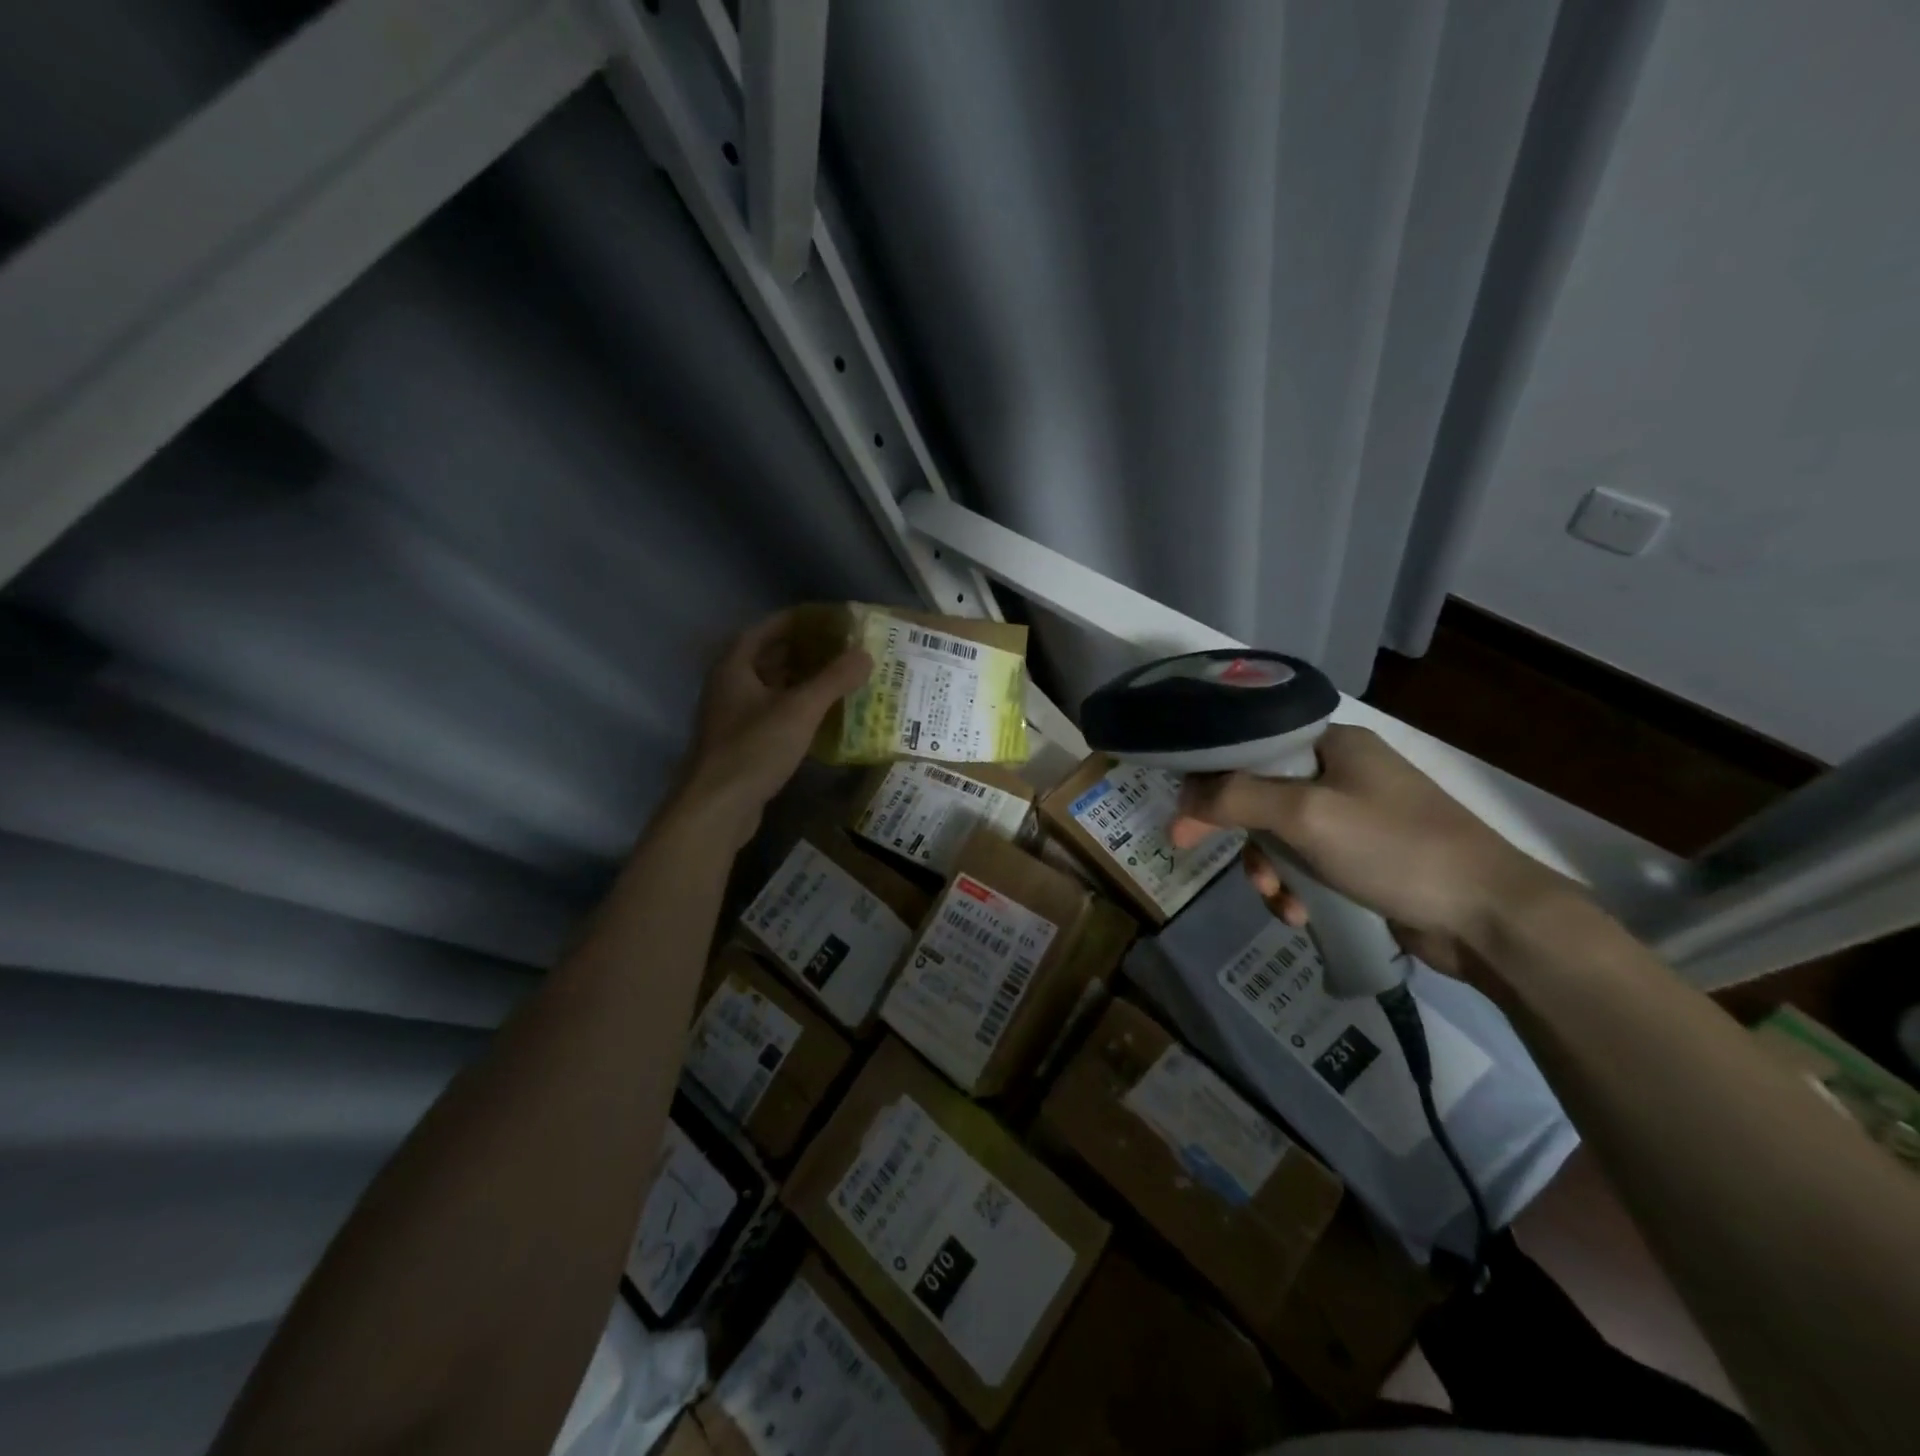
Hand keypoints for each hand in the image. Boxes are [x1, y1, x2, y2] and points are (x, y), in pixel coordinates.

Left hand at [672, 609, 870, 844]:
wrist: (716, 808)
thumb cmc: (753, 749)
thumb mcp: (799, 710)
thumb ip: (833, 680)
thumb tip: (865, 655)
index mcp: (734, 667)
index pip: (766, 629)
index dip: (796, 621)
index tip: (828, 619)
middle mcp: (728, 686)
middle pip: (768, 658)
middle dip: (803, 651)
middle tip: (841, 649)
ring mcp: (732, 717)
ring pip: (771, 689)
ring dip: (801, 682)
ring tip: (838, 678)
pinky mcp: (741, 744)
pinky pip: (772, 715)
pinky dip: (796, 710)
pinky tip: (822, 718)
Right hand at [1169, 725, 1574, 974]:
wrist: (1489, 917)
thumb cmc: (1395, 849)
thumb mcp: (1307, 816)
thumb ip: (1237, 798)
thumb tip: (1184, 798)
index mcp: (1332, 745)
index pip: (1250, 748)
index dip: (1210, 780)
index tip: (1183, 819)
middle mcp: (1341, 773)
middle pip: (1259, 794)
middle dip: (1240, 834)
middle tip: (1197, 853)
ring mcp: (1354, 817)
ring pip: (1279, 836)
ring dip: (1267, 870)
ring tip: (1278, 901)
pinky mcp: (1363, 858)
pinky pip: (1306, 865)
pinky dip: (1295, 889)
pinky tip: (1300, 915)